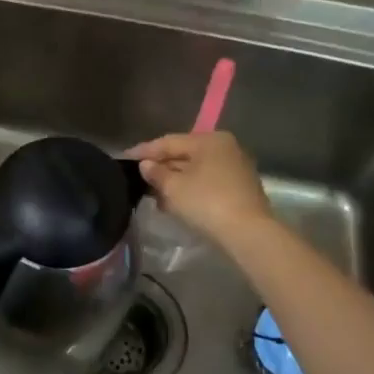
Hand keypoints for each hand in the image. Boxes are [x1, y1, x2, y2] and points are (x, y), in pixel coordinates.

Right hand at [127, 132, 274, 246]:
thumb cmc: (207, 202)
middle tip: (139, 178)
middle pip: (185, 155)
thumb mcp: (173, 188)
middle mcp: (225, 148)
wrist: (248, 233)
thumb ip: (156, 173)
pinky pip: (208, 183)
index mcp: (209, 140)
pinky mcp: (241, 188)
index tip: (125, 157)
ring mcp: (236, 168)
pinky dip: (191, 190)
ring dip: (175, 182)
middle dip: (161, 167)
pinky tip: (176, 203)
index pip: (169, 142)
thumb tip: (146, 165)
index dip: (145, 151)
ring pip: (196, 170)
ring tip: (154, 195)